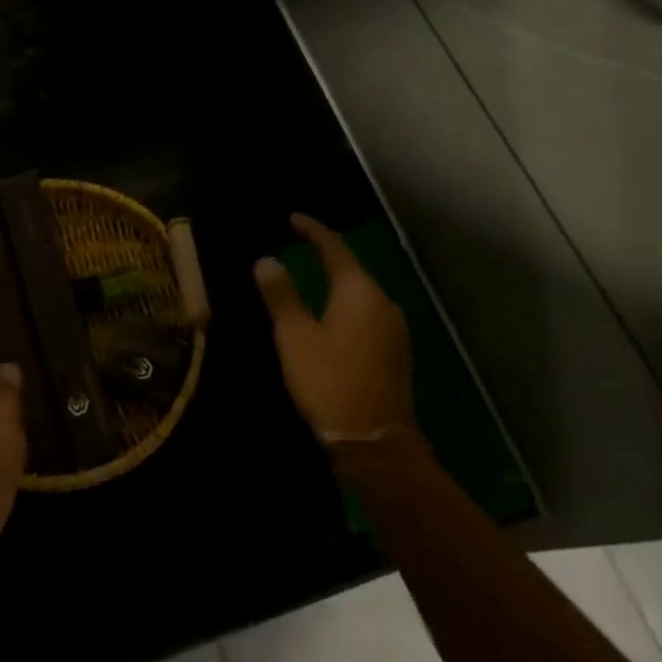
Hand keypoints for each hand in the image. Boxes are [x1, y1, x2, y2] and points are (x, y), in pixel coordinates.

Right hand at [254, 214, 414, 442]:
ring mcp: (394, 328)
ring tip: (312, 274)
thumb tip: (266, 260)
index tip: (293, 218)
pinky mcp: (395, 351)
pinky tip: (333, 312)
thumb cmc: (330, 382)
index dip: (313, 230)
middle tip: (299, 243)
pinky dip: (346, 303)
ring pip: (361, 292)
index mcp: (359, 291)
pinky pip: (367, 312)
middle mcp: (383, 302)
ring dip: (337, 280)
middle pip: (352, 267)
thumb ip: (282, 295)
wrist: (376, 444)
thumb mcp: (295, 336)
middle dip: (326, 253)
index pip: (334, 247)